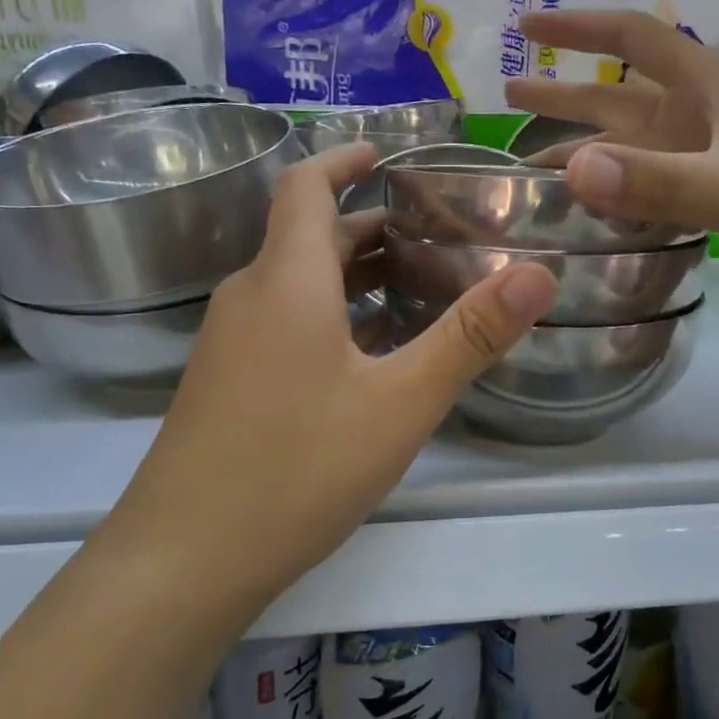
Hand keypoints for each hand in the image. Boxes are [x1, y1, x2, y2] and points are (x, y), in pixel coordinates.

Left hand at [117, 143, 557, 598]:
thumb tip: (538, 274)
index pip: (305, 186)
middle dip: (370, 225)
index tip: (388, 154)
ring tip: (418, 287)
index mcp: (286, 280)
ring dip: (354, 274)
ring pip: (298, 284)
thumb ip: (470, 335)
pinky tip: (372, 356)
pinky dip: (332, 315)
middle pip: (309, 237)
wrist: (180, 564)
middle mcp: (250, 298)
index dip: (344, 159)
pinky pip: (285, 323)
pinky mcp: (227, 385)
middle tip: (436, 234)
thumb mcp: (400, 403)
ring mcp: (231, 344)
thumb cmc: (296, 468)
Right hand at [507, 8, 718, 300]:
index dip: (578, 28)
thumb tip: (571, 170)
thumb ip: (654, 181)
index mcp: (710, 87)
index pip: (633, 39)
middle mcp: (706, 111)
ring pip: (637, 141)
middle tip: (508, 94)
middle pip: (622, 93)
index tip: (527, 25)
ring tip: (535, 160)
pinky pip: (658, 175)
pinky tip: (598, 200)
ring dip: (589, 144)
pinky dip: (623, 182)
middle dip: (566, 93)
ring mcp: (716, 150)